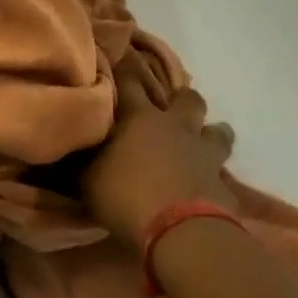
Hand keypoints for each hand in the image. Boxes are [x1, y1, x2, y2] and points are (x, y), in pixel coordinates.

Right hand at [80, 60, 235, 252]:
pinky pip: (222, 174)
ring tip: (201, 143)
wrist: (180, 232)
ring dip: (211, 134)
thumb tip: (74, 147)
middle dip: (182, 99)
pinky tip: (208, 186)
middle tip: (172, 108)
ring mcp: (205, 154)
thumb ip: (85, 159)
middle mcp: (176, 127)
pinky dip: (215, 178)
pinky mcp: (223, 184)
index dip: (125, 72)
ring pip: (218, 131)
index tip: (121, 65)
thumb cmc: (126, 196)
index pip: (130, 83)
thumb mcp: (89, 179)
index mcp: (140, 118)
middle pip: (188, 99)